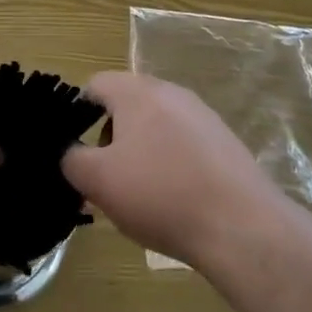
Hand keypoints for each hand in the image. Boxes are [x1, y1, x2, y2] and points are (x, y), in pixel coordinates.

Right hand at [61, 71, 282, 267]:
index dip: (77, 115)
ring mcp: (202, 114)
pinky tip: (175, 200)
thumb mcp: (98, 181)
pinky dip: (171, 163)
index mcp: (137, 92)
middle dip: (110, 138)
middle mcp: (170, 91)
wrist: (242, 226)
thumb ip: (71, 160)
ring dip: (140, 152)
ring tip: (140, 195)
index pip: (94, 85)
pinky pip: (184, 143)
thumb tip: (69, 153)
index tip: (77, 153)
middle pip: (126, 105)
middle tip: (106, 178)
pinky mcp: (224, 141)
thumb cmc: (161, 195)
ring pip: (156, 125)